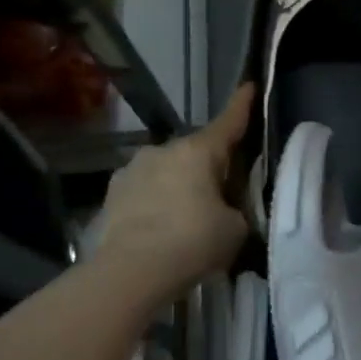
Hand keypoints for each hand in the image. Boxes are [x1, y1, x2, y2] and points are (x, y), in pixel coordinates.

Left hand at [93, 83, 254, 301]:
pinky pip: (146, 191)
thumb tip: (226, 208)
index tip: (248, 86)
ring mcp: (131, 170)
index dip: (242, 105)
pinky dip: (158, 203)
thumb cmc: (193, 242)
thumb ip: (236, 208)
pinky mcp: (112, 195)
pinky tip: (163, 228)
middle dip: (211, 166)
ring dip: (181, 185)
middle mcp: (163, 151)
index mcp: (198, 152)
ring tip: (190, 217)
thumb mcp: (236, 227)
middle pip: (197, 152)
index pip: (228, 122)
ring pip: (168, 171)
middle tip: (225, 192)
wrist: (130, 273)